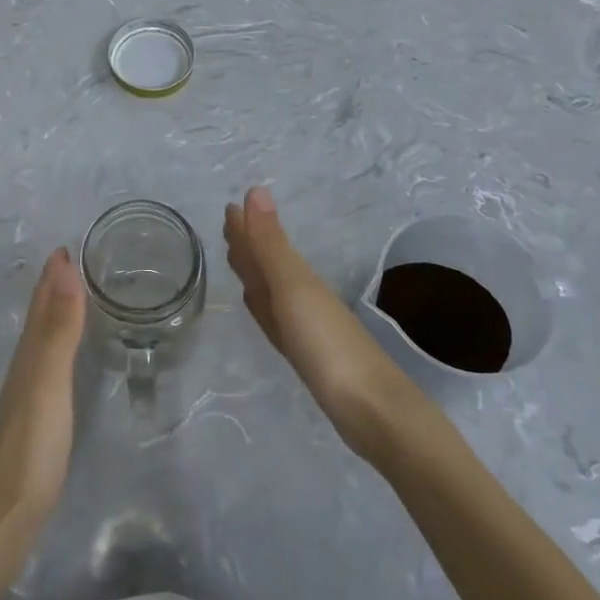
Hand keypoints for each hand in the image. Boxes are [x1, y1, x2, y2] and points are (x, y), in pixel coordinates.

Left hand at [0, 248, 85, 576]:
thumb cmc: (26, 453)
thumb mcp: (47, 385)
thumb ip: (58, 330)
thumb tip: (64, 266)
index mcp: (29, 357)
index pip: (42, 304)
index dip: (54, 275)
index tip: (67, 245)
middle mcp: (25, 371)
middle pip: (39, 320)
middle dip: (54, 289)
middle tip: (74, 263)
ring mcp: (27, 401)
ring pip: (42, 344)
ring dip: (56, 317)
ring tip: (75, 300)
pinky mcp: (35, 427)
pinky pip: (49, 371)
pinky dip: (59, 352)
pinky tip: (64, 363)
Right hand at [224, 187, 423, 464]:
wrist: (372, 410)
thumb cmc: (327, 344)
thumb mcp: (293, 287)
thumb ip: (270, 243)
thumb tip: (255, 189)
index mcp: (297, 276)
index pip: (265, 243)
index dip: (247, 227)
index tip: (228, 208)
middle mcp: (301, 294)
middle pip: (269, 263)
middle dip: (249, 244)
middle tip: (228, 226)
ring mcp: (305, 326)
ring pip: (271, 290)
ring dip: (254, 273)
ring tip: (238, 260)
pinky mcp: (306, 355)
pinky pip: (276, 320)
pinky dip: (264, 308)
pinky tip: (261, 307)